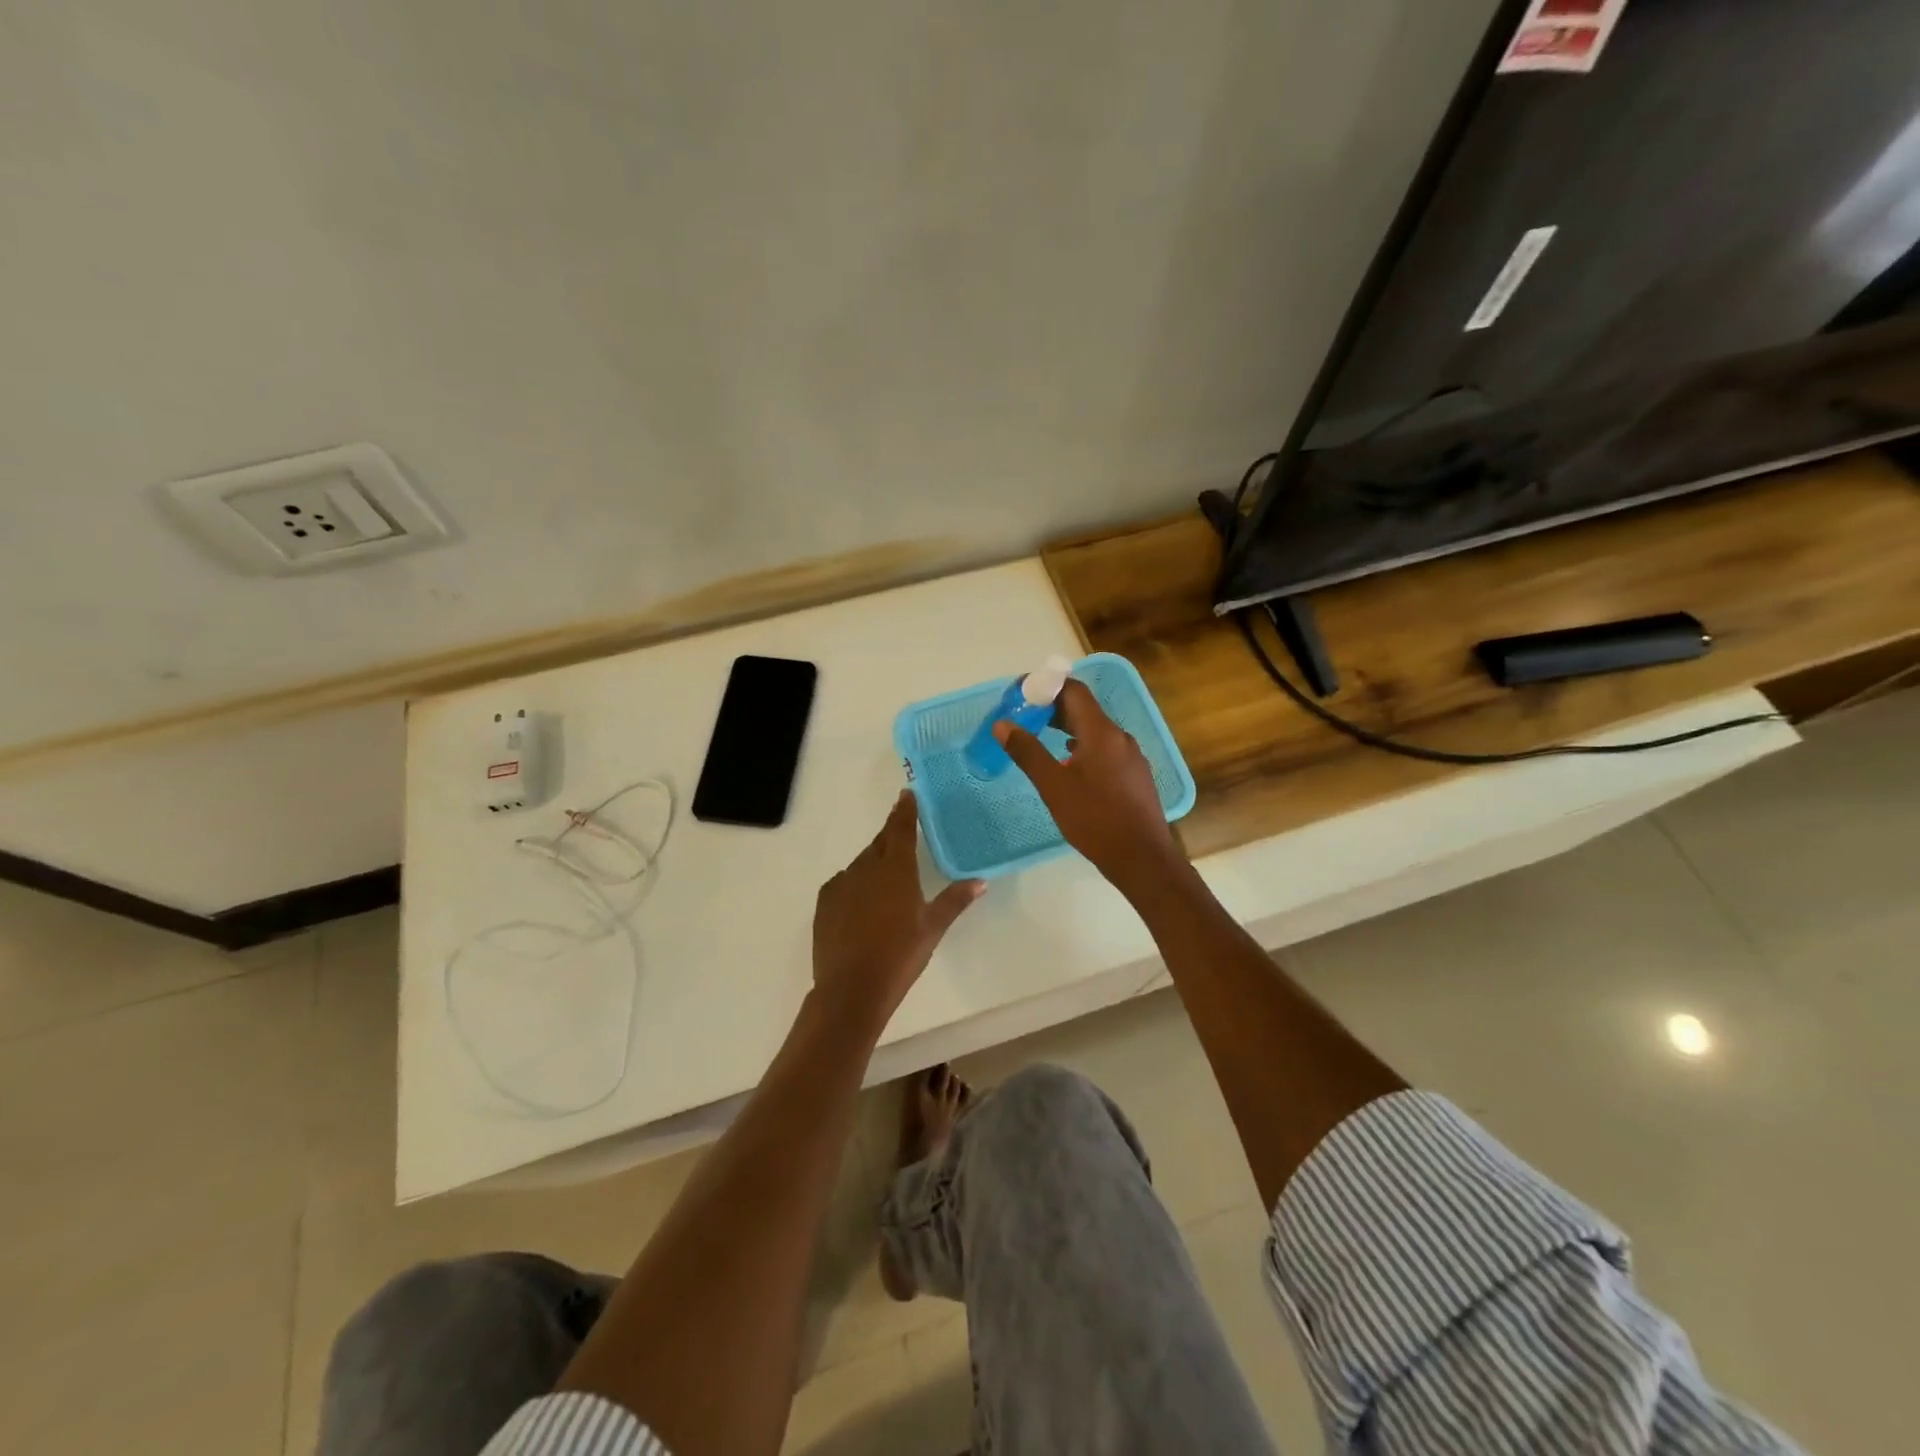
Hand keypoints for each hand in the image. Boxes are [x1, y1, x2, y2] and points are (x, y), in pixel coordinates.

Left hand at [812, 791, 984, 1030]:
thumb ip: (955, 900)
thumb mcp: (932, 928)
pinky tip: (863, 902)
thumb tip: (980, 880)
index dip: (905, 810)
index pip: (901, 828)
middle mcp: (866, 867)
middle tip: (902, 831)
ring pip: (862, 863)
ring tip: (886, 878)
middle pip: (880, 843)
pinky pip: (844, 882)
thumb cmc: (899, 956)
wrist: (851, 988)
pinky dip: (856, 883)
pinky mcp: (825, 902)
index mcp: (896, 868)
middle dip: (891, 835)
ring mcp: (842, 884)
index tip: (906, 794)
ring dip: (875, 862)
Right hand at [995, 678, 1183, 895]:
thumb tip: (1003, 724)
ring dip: (1067, 728)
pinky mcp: (1134, 775)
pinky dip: (1082, 746)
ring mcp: (1131, 757)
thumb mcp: (1053, 786)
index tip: (1020, 695)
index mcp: (1101, 732)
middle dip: (1052, 708)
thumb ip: (1027, 752)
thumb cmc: (1094, 819)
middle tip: (1024, 717)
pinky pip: (1104, 748)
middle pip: (1084, 709)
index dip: (1045, 686)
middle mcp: (1120, 737)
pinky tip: (1068, 764)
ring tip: (1040, 737)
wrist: (1142, 858)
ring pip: (1095, 730)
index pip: (1073, 691)